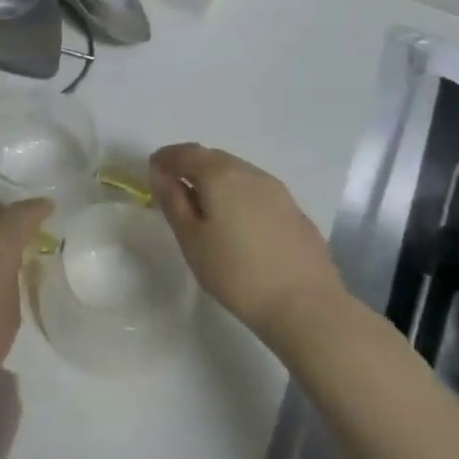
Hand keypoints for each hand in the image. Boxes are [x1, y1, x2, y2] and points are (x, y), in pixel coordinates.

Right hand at [148, 144, 344, 346]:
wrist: (306, 305)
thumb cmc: (236, 273)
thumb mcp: (191, 239)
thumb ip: (173, 201)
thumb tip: (159, 172)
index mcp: (220, 175)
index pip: (185, 153)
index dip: (165, 159)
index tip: (152, 171)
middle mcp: (250, 172)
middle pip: (213, 158)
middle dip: (190, 166)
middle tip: (174, 189)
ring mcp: (277, 190)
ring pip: (237, 173)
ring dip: (216, 181)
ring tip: (204, 208)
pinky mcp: (294, 210)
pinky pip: (256, 191)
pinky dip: (238, 196)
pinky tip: (238, 224)